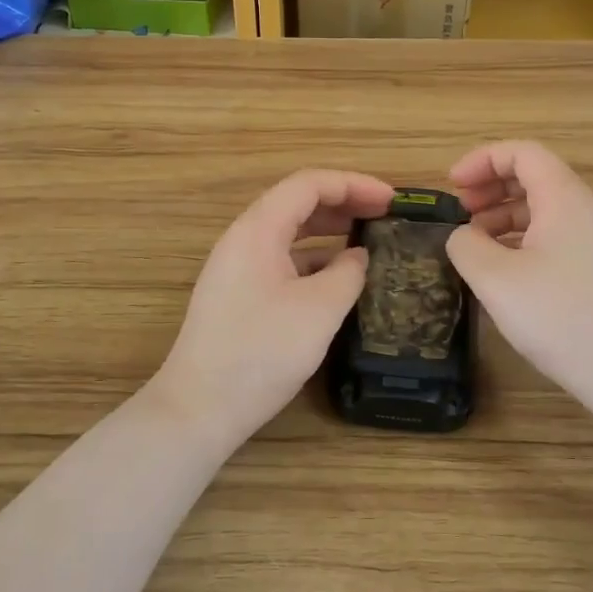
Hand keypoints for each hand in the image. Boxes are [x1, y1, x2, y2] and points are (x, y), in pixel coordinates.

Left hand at [154, 169, 394, 439]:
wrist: (200, 407)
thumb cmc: (261, 351)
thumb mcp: (320, 309)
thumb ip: (348, 272)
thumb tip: (359, 256)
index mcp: (258, 230)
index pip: (309, 184)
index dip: (354, 184)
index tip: (392, 200)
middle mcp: (243, 240)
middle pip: (297, 204)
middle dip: (344, 204)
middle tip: (386, 218)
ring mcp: (237, 269)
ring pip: (289, 235)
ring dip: (329, 233)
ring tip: (370, 244)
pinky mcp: (239, 297)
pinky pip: (282, 262)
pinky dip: (314, 262)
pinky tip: (338, 280)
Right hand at [446, 140, 592, 409]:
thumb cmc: (559, 316)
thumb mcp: (495, 279)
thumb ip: (466, 246)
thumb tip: (463, 236)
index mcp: (564, 198)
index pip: (522, 153)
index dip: (482, 160)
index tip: (451, 186)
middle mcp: (585, 210)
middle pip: (535, 177)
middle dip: (491, 186)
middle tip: (460, 212)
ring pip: (545, 209)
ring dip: (504, 215)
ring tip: (475, 243)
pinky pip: (555, 237)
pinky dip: (523, 240)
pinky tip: (505, 271)